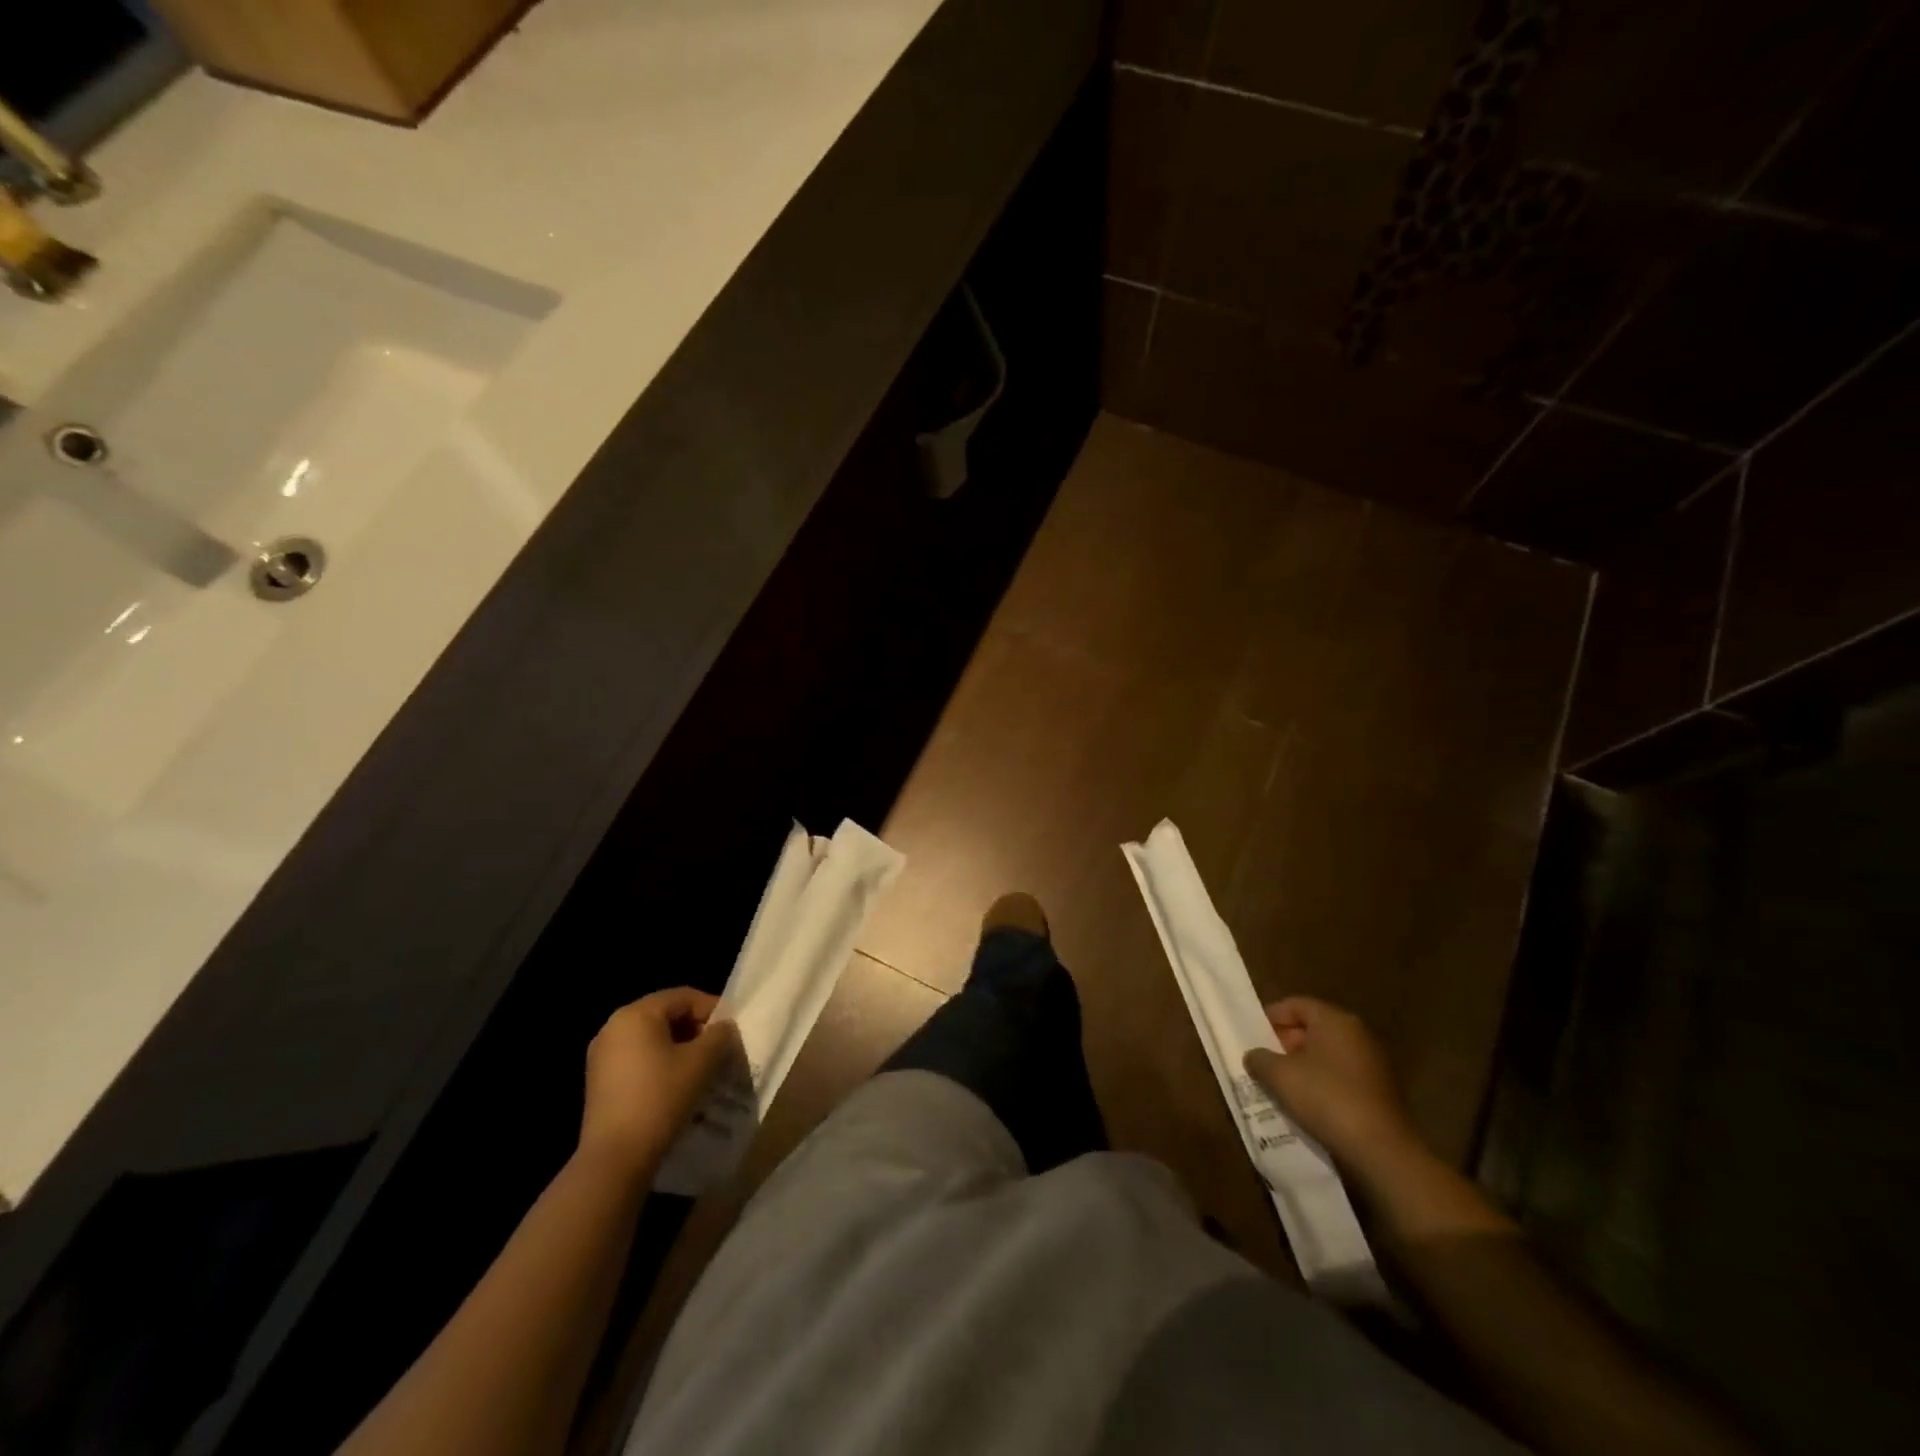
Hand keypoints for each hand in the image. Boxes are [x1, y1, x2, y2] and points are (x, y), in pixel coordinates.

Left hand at [579, 988, 738, 1176]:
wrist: (614, 1160)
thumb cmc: (660, 1098)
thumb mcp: (701, 1062)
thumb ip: (719, 1036)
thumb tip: (724, 1028)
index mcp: (635, 1014)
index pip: (684, 997)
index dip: (713, 1009)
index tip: (732, 1032)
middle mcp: (613, 1027)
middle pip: (666, 1016)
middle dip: (697, 1031)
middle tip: (720, 1052)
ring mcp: (602, 1056)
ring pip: (653, 1040)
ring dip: (681, 1050)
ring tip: (702, 1071)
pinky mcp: (600, 1083)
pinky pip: (638, 1061)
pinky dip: (661, 1066)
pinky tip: (677, 1088)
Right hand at [1243, 997, 1418, 1169]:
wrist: (1382, 1150)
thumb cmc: (1326, 1098)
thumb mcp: (1279, 1075)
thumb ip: (1259, 1058)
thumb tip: (1254, 1056)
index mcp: (1334, 1020)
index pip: (1295, 1004)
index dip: (1271, 1017)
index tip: (1252, 1036)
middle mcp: (1357, 1033)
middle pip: (1312, 1027)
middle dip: (1284, 1043)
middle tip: (1263, 1061)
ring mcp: (1372, 1062)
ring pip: (1326, 1054)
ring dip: (1301, 1065)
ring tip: (1280, 1085)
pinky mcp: (1379, 1090)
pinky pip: (1341, 1075)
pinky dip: (1321, 1083)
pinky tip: (1306, 1103)